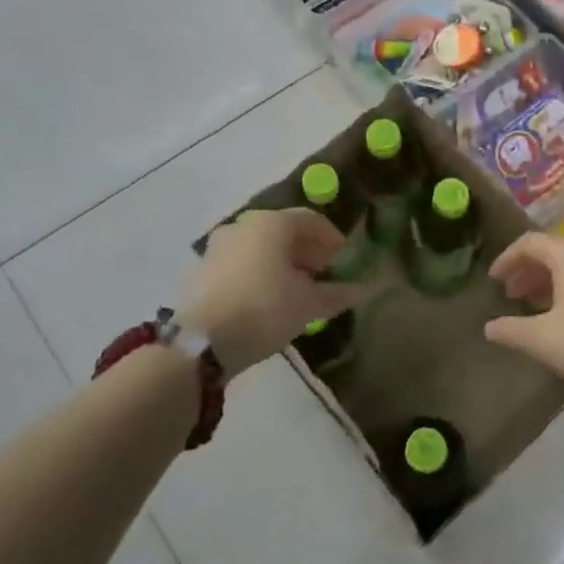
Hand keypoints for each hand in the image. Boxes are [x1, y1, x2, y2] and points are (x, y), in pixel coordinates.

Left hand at [182, 208, 366, 380]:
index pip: (311, 220)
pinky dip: (257, 274)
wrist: (201, 343)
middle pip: (283, 232)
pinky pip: (239, 265)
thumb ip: (339, 293)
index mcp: (272, 223)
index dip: (332, 239)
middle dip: (307, 251)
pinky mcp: (200, 271)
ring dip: (281, 264)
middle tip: (322, 276)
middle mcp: (242, 226)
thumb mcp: (310, 304)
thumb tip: (363, 289)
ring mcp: (217, 247)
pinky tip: (265, 301)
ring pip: (259, 248)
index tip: (344, 261)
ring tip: (295, 292)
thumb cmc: (265, 310)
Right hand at [482, 233, 563, 400]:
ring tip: (535, 306)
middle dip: (528, 271)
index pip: (530, 242)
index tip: (492, 280)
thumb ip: (511, 330)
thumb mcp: (543, 339)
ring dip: (550, 281)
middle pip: (554, 251)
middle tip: (511, 295)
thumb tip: (488, 327)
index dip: (507, 259)